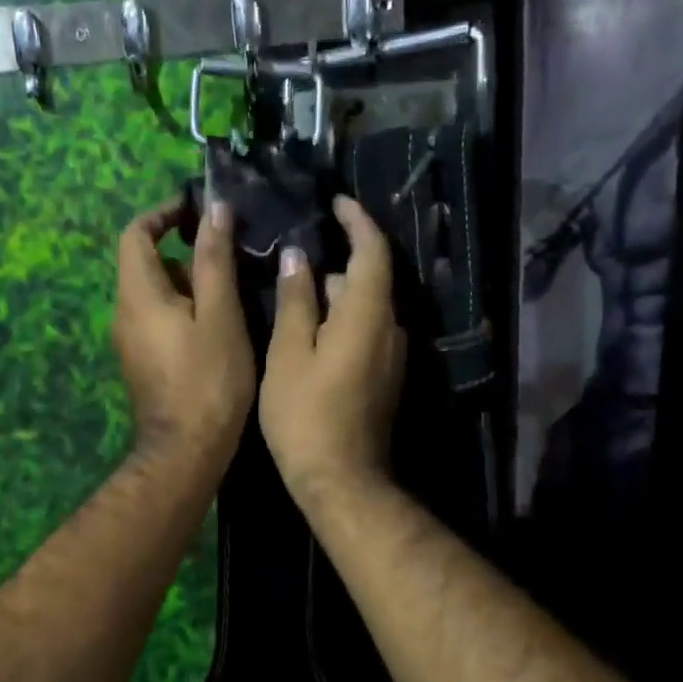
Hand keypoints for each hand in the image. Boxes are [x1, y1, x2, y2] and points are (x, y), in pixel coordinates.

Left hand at [113, 197, 254, 471]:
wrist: (186, 451)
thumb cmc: (209, 380)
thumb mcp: (220, 315)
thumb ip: (214, 260)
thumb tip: (212, 210)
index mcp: (137, 294)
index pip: (135, 233)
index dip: (163, 213)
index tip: (198, 211)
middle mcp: (124, 313)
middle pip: (147, 264)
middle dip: (186, 254)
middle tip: (230, 260)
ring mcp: (130, 341)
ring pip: (156, 294)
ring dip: (190, 284)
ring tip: (234, 295)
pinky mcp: (142, 362)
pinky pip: (158, 320)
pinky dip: (185, 310)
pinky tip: (220, 328)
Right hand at [259, 196, 405, 509]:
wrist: (341, 479)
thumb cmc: (305, 415)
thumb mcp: (290, 355)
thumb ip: (296, 302)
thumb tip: (300, 258)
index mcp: (368, 315)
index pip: (372, 252)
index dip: (358, 222)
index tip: (337, 202)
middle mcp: (391, 329)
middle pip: (373, 278)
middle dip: (343, 256)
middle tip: (304, 246)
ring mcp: (393, 356)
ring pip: (369, 307)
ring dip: (340, 290)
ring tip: (300, 285)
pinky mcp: (385, 377)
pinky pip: (369, 331)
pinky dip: (344, 316)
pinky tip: (313, 327)